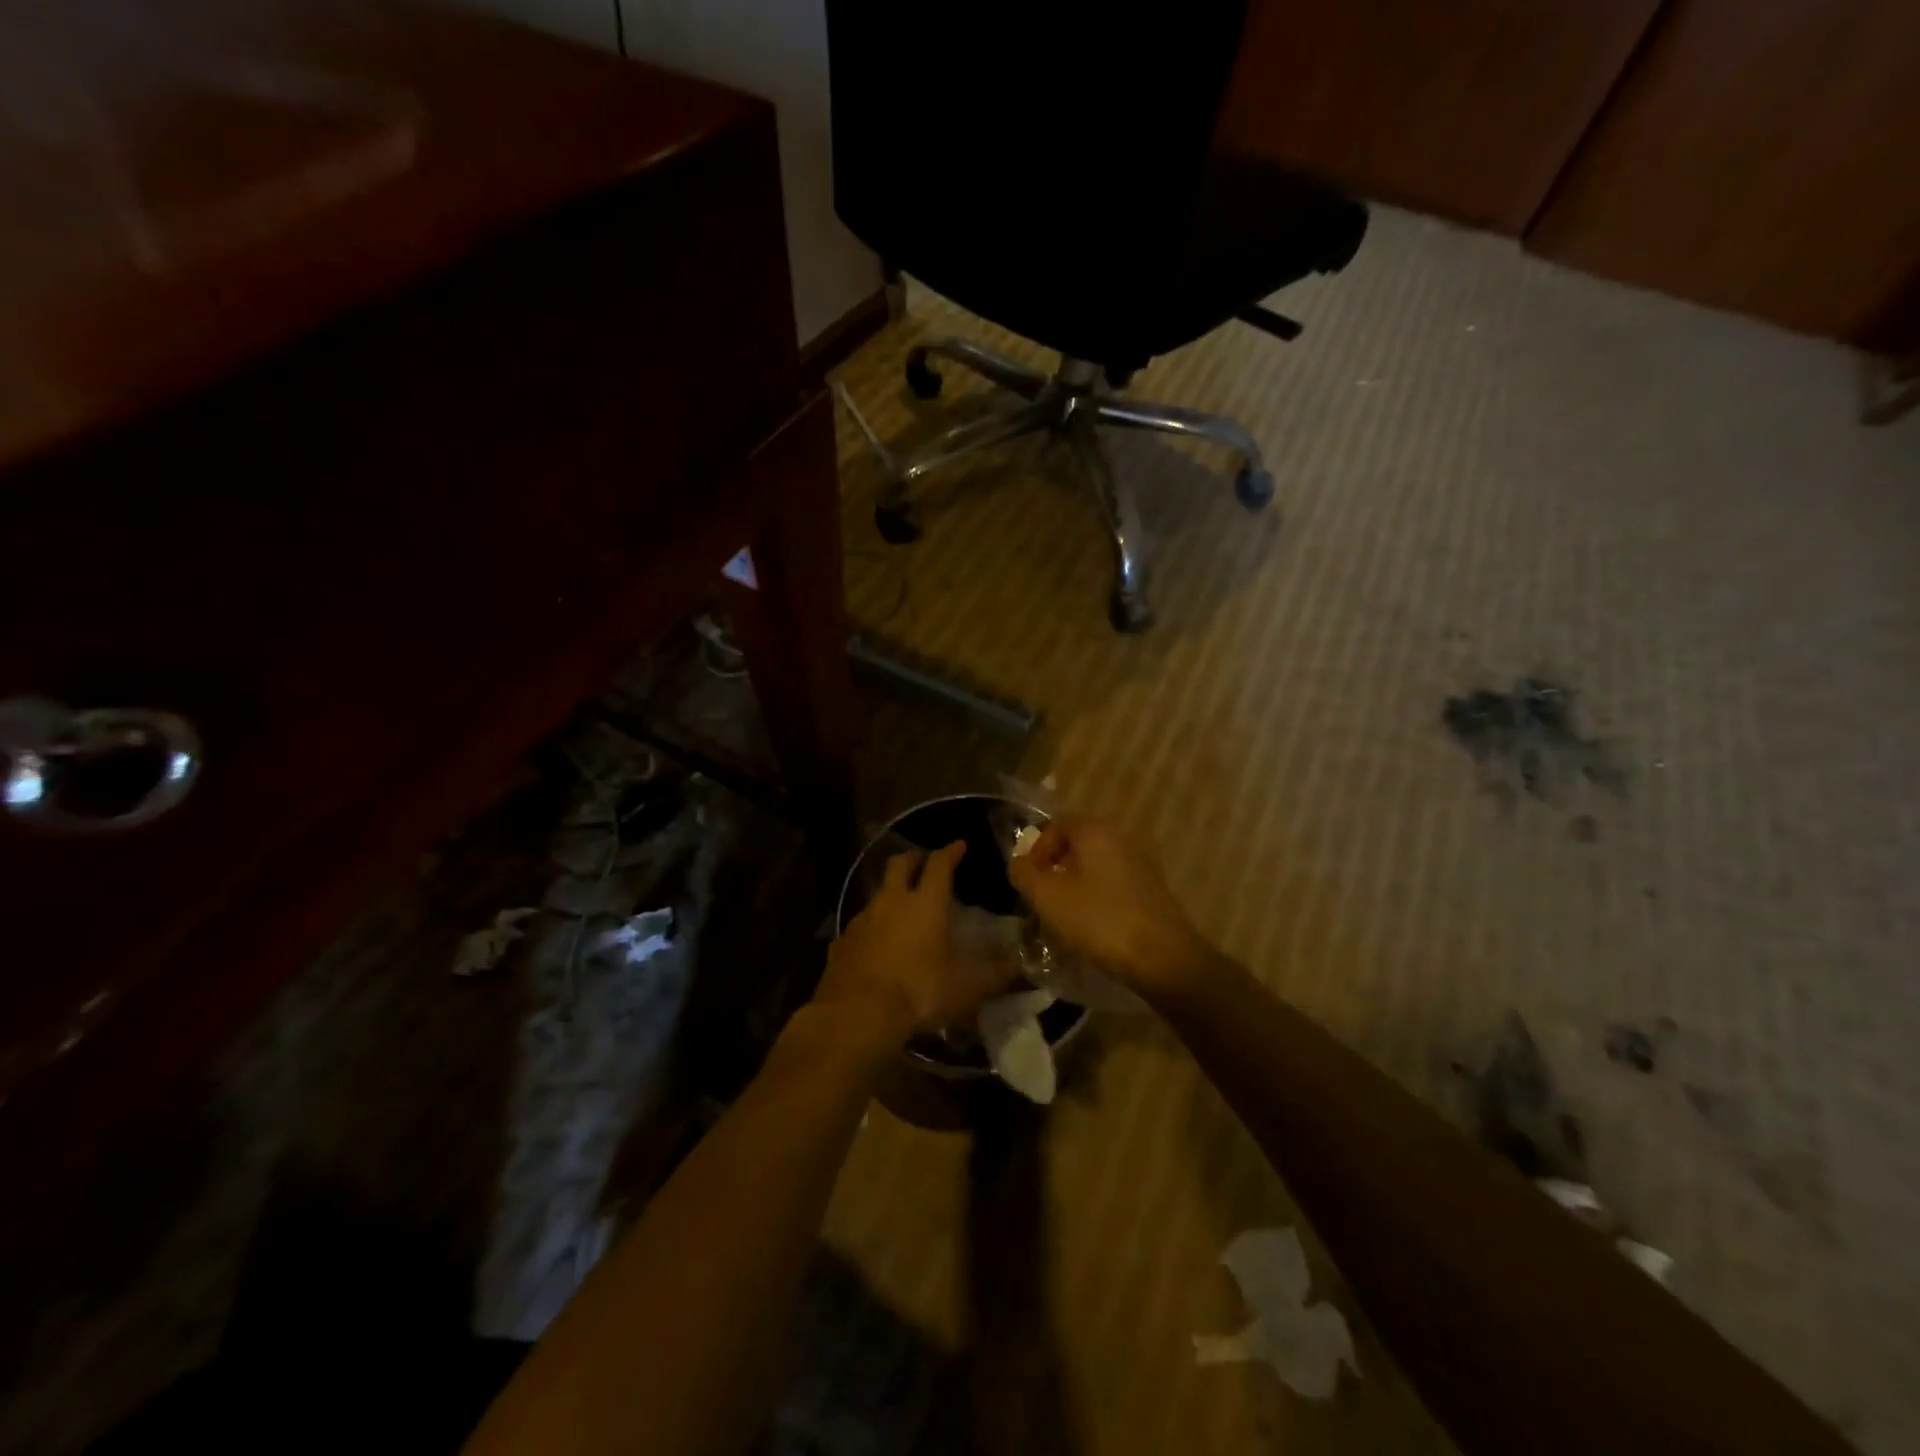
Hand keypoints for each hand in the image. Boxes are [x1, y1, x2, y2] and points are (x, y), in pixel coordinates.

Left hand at [813, 841, 1017, 1051]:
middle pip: (900, 864)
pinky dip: (873, 926)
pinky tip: (878, 943)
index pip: (940, 864)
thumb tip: (1022, 966)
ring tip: (903, 906)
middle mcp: (892, 901)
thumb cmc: (920, 991)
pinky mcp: (843, 941)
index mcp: (926, 902)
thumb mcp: (968, 986)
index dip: (951, 852)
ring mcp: (863, 919)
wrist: (858, 1014)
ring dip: (892, 893)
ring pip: (878, 893)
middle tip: (925, 863)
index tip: (959, 845)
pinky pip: (861, 925)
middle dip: (915, 859)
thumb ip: (998, 973)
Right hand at [1007, 817, 1215, 1000]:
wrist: (1162, 957)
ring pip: (1098, 864)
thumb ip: (1025, 874)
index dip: (1037, 850)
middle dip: (1056, 867)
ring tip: (1065, 914)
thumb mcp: (1048, 897)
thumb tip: (1017, 863)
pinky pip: (1116, 881)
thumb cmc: (1099, 920)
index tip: (1028, 880)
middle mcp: (1122, 836)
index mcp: (1095, 830)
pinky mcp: (1154, 887)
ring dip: (1077, 883)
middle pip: (1079, 843)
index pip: (1057, 825)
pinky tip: (1094, 923)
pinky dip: (1099, 895)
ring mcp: (1142, 861)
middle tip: (1043, 896)